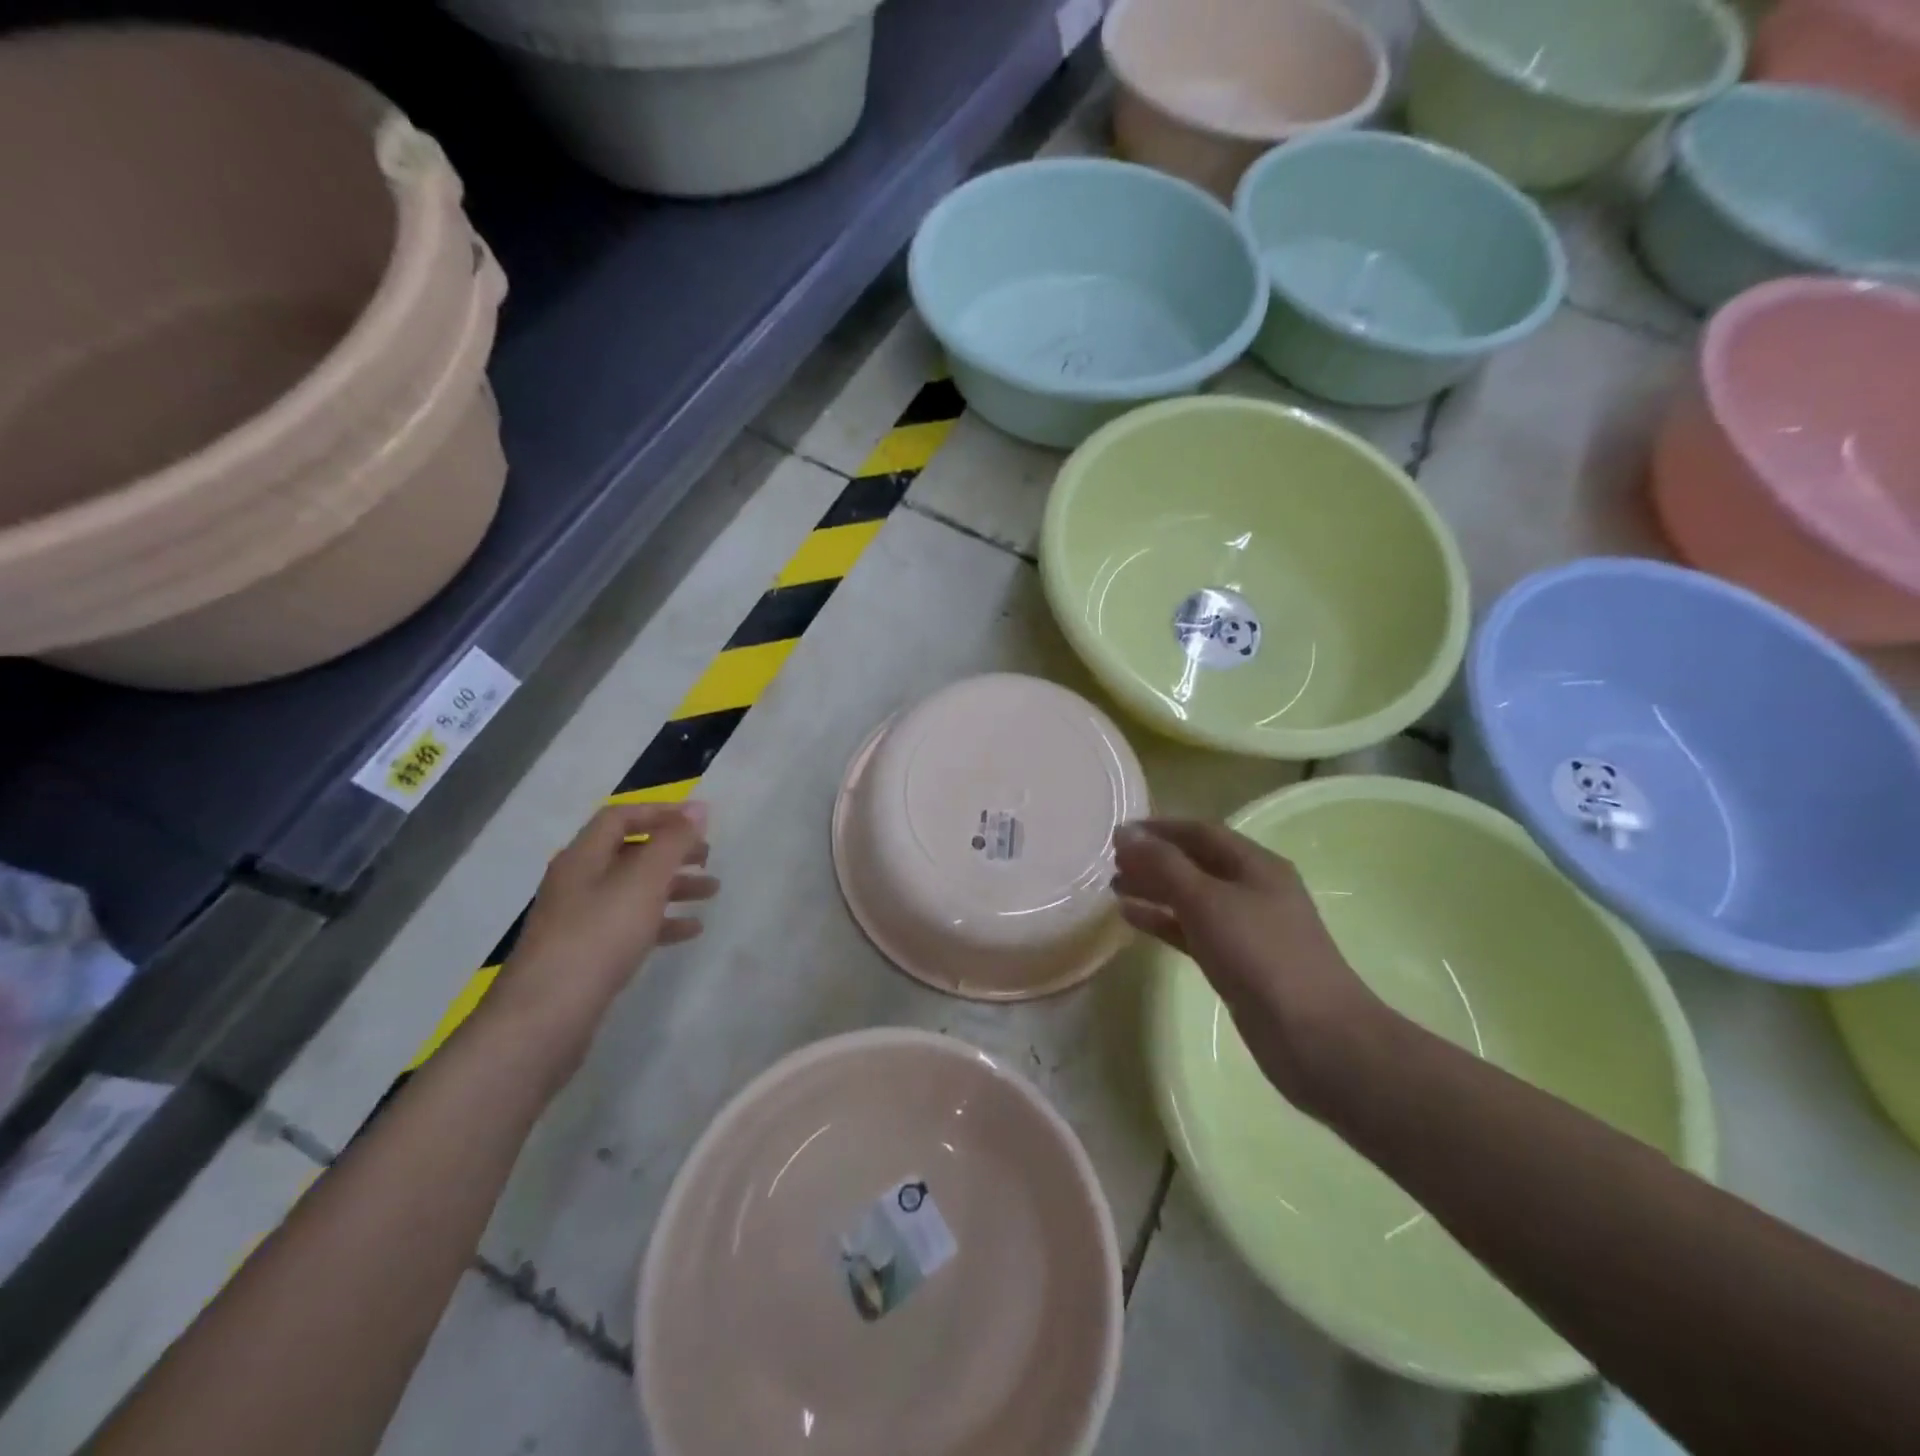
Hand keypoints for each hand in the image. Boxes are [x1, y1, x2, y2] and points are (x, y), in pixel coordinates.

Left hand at [484, 803, 717, 1064]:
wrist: (545, 1017)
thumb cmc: (598, 936)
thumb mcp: (643, 881)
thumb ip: (672, 842)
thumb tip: (698, 808)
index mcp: (583, 857)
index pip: (622, 816)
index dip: (662, 812)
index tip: (701, 821)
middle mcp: (577, 882)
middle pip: (630, 853)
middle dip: (672, 851)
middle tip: (709, 856)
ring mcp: (578, 921)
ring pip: (633, 890)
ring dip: (673, 886)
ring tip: (712, 892)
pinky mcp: (585, 955)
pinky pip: (629, 925)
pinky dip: (661, 921)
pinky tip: (690, 931)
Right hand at [1112, 819, 1387, 1117]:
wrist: (1314, 1036)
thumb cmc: (1261, 954)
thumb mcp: (1207, 900)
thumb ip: (1164, 865)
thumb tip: (1125, 833)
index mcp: (1256, 865)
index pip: (1201, 832)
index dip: (1159, 828)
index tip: (1118, 833)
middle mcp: (1253, 890)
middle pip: (1195, 863)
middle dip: (1154, 859)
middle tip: (1111, 862)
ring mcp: (1247, 929)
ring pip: (1192, 898)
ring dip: (1155, 890)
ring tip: (1114, 887)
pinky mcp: (1238, 963)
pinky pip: (1192, 931)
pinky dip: (1164, 922)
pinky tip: (1133, 919)